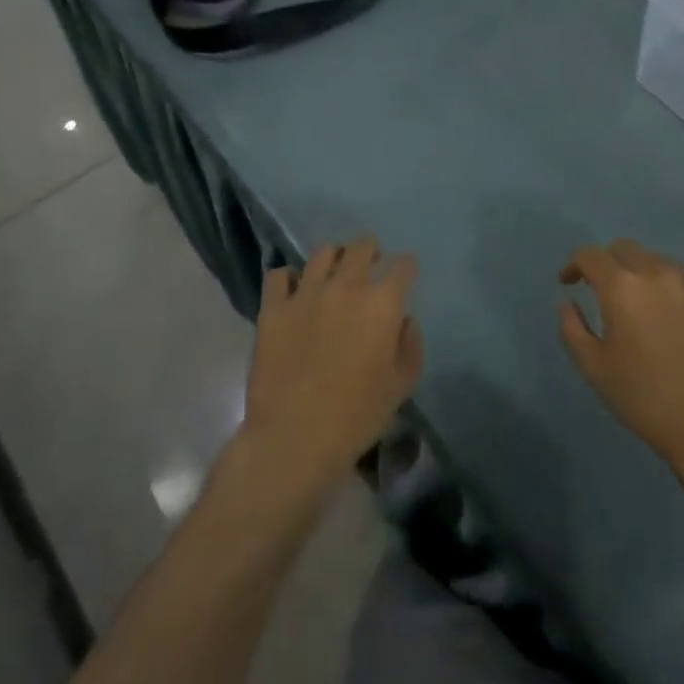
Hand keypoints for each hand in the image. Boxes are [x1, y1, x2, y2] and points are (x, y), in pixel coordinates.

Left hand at [241, 237, 423, 493]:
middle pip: (362, 247)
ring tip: (333, 273)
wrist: (295, 437)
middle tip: (370, 263)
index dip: (406, 267)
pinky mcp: (273, 308)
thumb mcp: (401, 386)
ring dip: (334, 258)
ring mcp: (306, 294)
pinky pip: (279, 275)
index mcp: (382, 305)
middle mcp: (346, 288)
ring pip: (323, 252)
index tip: (405, 274)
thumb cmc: (357, 416)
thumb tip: (403, 320)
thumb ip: (410, 345)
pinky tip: (294, 291)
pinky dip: (289, 278)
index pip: (402, 267)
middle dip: (371, 250)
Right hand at [559, 240, 683, 477]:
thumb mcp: (595, 369)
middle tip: (604, 291)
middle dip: (608, 263)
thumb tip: (568, 302)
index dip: (574, 264)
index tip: (570, 283)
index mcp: (622, 287)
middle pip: (625, 249)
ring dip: (642, 275)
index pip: (590, 255)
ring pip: (659, 262)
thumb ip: (573, 328)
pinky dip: (673, 289)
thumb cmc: (646, 399)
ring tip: (642, 306)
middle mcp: (657, 272)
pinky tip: (675, 318)